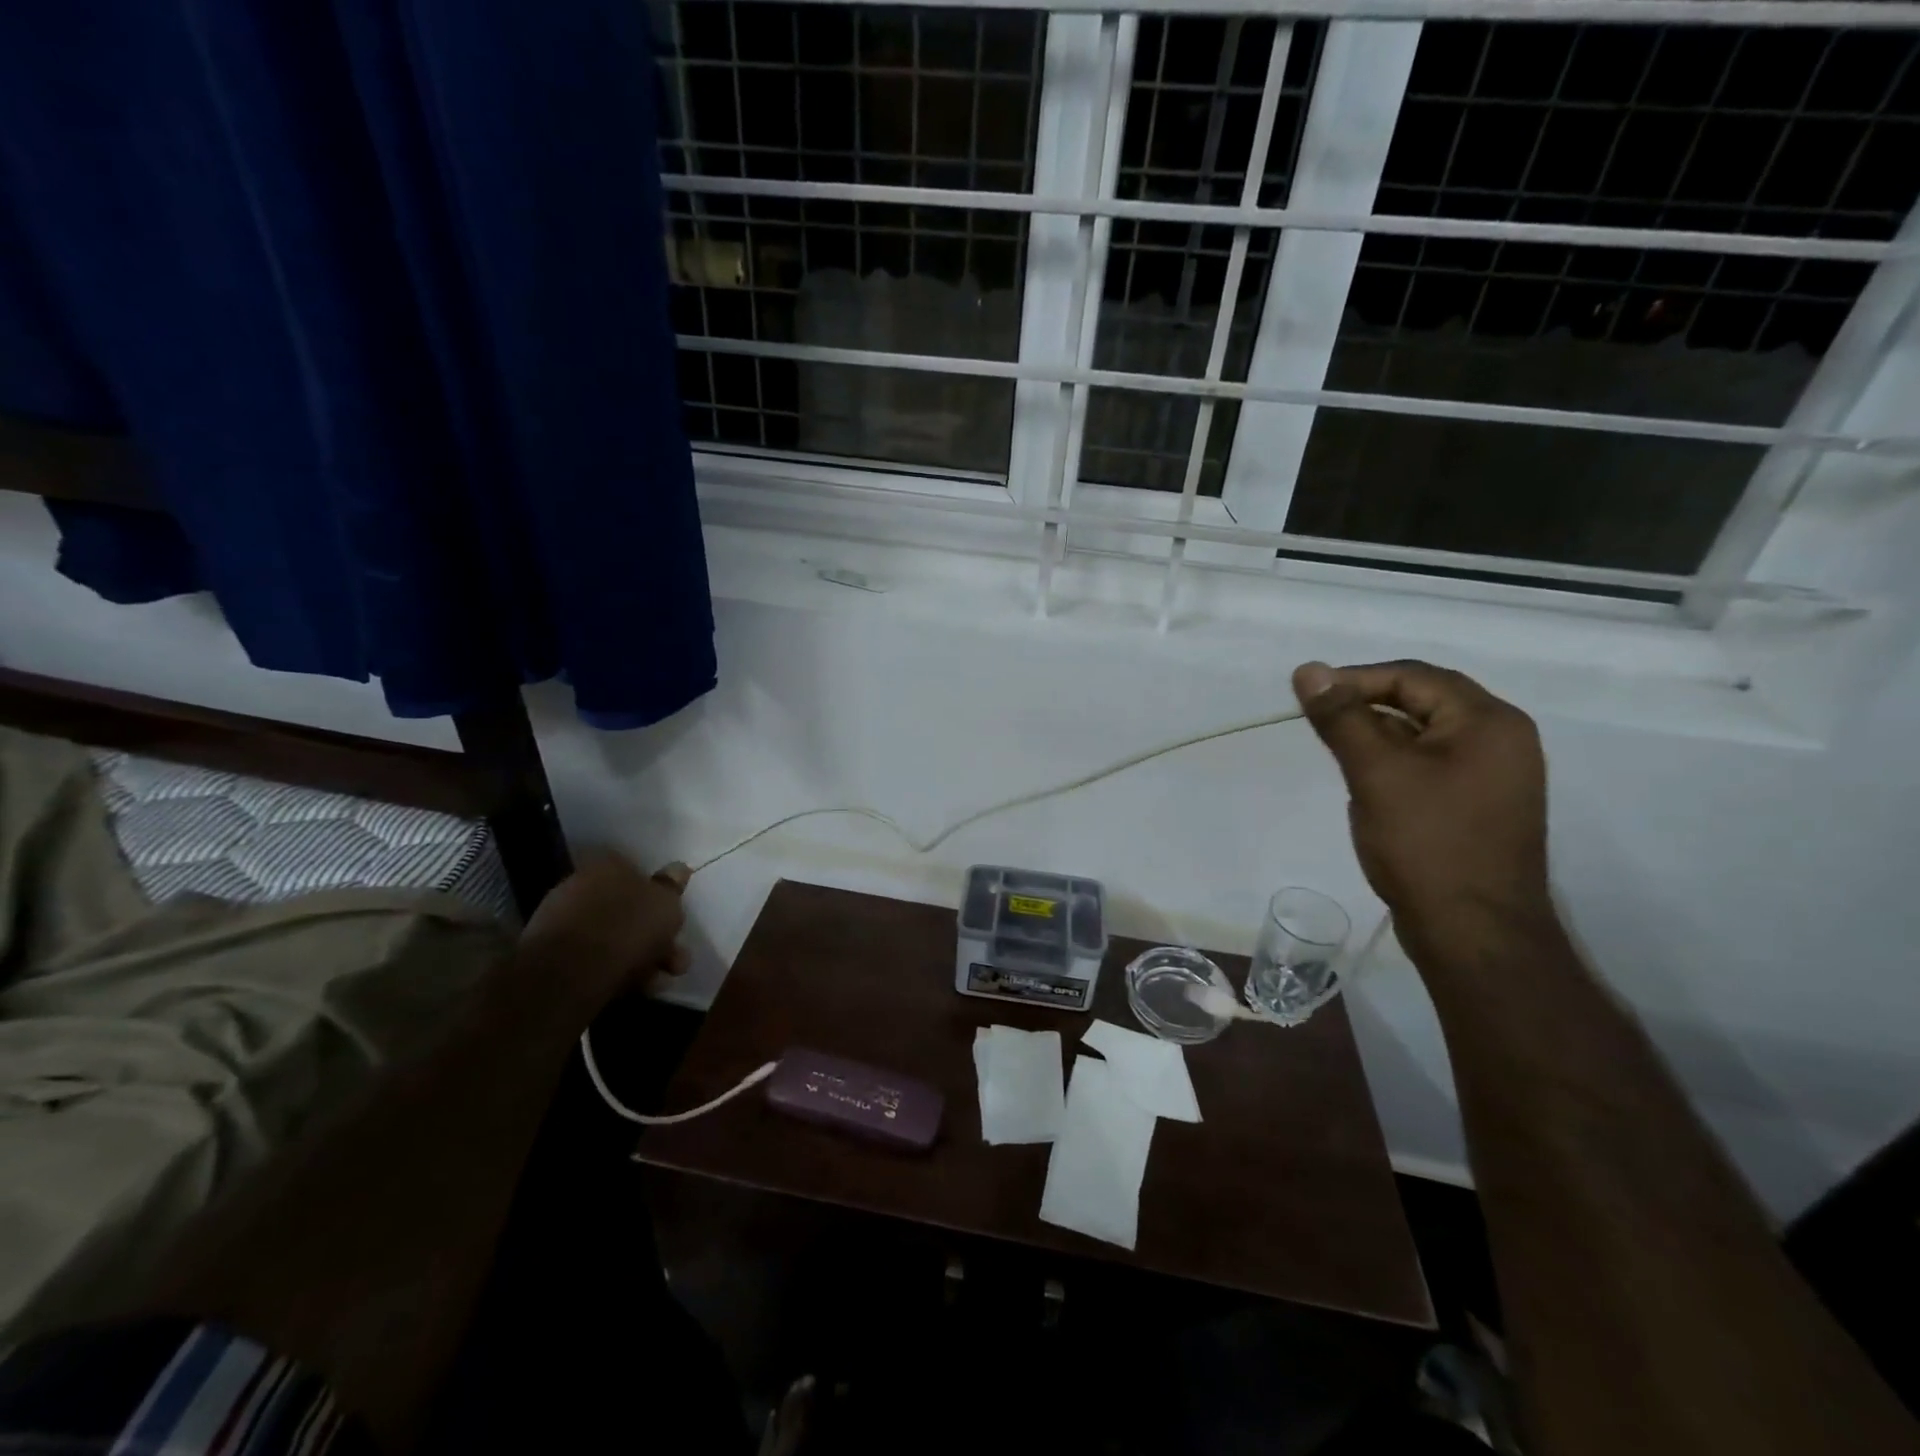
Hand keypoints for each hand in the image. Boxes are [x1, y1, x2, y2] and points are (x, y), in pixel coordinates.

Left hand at [520, 852, 689, 1006]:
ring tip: (658, 982)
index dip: (660, 898)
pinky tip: (633, 989)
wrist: (570, 973)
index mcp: (608, 865)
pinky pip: (592, 958)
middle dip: (655, 936)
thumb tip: (679, 869)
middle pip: (627, 909)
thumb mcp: (667, 904)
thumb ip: (672, 887)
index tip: (674, 922)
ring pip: (612, 937)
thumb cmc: (628, 927)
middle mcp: (581, 885)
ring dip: (640, 958)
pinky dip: (614, 971)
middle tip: (675, 961)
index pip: (638, 873)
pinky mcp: (550, 955)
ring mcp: (562, 920)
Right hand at [1293, 660, 1553, 954]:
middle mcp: (1502, 739)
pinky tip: (1366, 784)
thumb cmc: (1426, 844)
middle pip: (1423, 701)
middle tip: (1317, 722)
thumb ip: (1341, 718)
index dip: (1356, 680)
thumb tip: (1308, 669)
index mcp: (1489, 721)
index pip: (1414, 677)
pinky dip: (1395, 763)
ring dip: (1378, 736)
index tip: (1308, 698)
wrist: (1473, 933)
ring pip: (1424, 735)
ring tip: (1337, 753)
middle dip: (1366, 707)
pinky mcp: (1480, 806)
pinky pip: (1432, 765)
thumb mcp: (1376, 773)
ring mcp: (1495, 776)